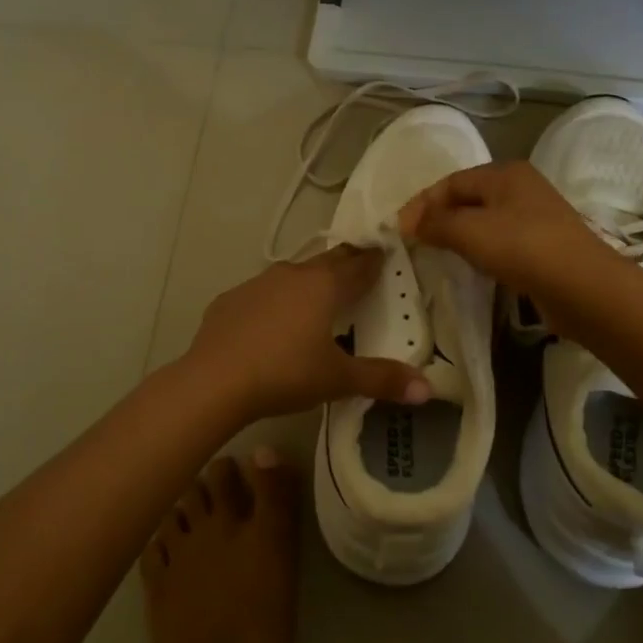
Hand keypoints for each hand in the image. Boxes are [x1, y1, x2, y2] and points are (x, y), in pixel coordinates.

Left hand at [185, 247, 431, 423]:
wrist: (214, 381)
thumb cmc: (285, 374)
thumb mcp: (338, 380)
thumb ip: (382, 380)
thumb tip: (428, 389)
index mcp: (324, 286)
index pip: (359, 266)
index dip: (375, 260)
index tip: (386, 253)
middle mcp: (292, 275)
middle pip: (327, 261)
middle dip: (346, 263)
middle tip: (360, 266)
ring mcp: (257, 284)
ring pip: (292, 274)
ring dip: (308, 280)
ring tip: (318, 294)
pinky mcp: (230, 300)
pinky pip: (261, 293)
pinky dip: (274, 301)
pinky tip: (271, 322)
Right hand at [400, 160, 618, 306]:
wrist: (583, 287)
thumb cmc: (523, 247)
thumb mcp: (470, 231)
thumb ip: (435, 223)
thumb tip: (407, 222)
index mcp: (505, 173)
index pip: (451, 182)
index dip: (422, 203)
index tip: (400, 229)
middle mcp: (521, 188)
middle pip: (468, 198)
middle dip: (439, 217)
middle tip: (415, 241)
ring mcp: (535, 216)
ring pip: (484, 220)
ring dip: (459, 234)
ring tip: (437, 253)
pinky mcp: (543, 245)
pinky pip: (501, 240)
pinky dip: (480, 249)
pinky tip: (472, 265)